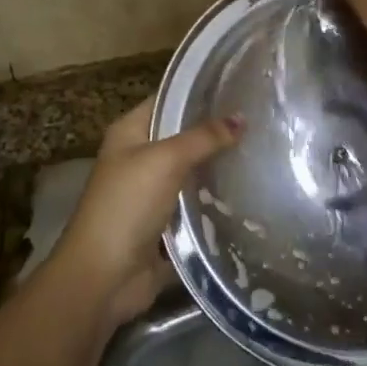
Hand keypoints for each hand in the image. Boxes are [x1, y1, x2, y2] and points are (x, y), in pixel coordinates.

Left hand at [52, 98, 242, 327]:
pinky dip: (216, 203)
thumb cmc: (127, 205)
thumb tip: (241, 118)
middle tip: (260, 122)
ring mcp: (152, 194)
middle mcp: (139, 158)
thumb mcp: (165, 160)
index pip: (168, 100)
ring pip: (192, 173)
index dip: (198, 92)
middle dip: (215, 133)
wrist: (104, 278)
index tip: (238, 87)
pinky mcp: (165, 226)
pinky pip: (196, 207)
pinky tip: (250, 193)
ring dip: (218, 169)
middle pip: (183, 137)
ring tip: (262, 153)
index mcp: (129, 133)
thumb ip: (203, 138)